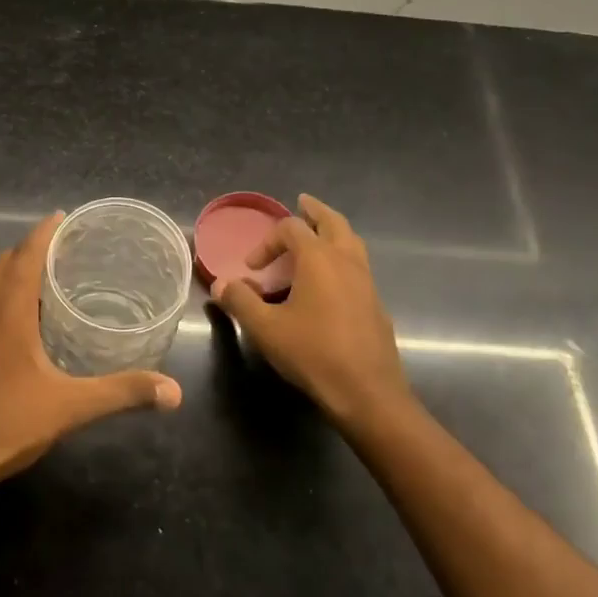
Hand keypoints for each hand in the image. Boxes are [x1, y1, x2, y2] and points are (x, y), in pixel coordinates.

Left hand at [0, 212, 182, 498]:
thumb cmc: (1, 424)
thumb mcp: (68, 407)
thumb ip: (121, 393)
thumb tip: (174, 391)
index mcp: (6, 309)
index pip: (26, 252)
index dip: (46, 231)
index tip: (67, 217)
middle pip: (6, 262)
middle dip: (33, 248)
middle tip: (69, 251)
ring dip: (16, 273)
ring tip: (51, 282)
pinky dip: (3, 297)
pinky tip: (24, 327)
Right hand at [210, 194, 410, 428]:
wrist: (367, 392)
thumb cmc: (313, 354)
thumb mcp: (266, 329)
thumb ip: (241, 301)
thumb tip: (221, 284)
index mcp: (318, 258)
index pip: (291, 229)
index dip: (267, 241)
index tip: (251, 268)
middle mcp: (346, 261)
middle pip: (332, 222)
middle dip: (314, 212)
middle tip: (302, 204)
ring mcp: (366, 281)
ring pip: (351, 241)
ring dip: (333, 231)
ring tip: (319, 234)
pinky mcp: (376, 302)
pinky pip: (358, 265)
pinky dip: (343, 257)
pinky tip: (332, 280)